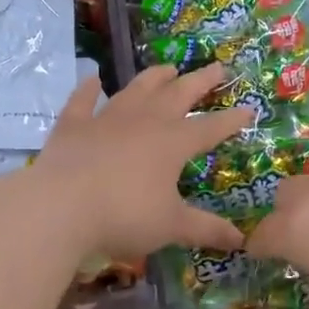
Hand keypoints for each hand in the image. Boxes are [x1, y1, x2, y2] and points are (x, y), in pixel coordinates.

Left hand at [29, 64, 251, 261]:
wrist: (60, 207)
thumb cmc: (124, 216)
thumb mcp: (171, 226)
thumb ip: (206, 229)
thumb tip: (241, 240)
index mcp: (172, 143)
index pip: (210, 128)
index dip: (232, 120)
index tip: (249, 108)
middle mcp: (144, 122)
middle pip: (178, 95)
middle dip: (200, 81)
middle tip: (217, 67)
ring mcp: (106, 119)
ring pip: (136, 90)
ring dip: (154, 77)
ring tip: (168, 67)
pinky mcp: (73, 126)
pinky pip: (82, 101)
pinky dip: (88, 89)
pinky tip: (93, 79)